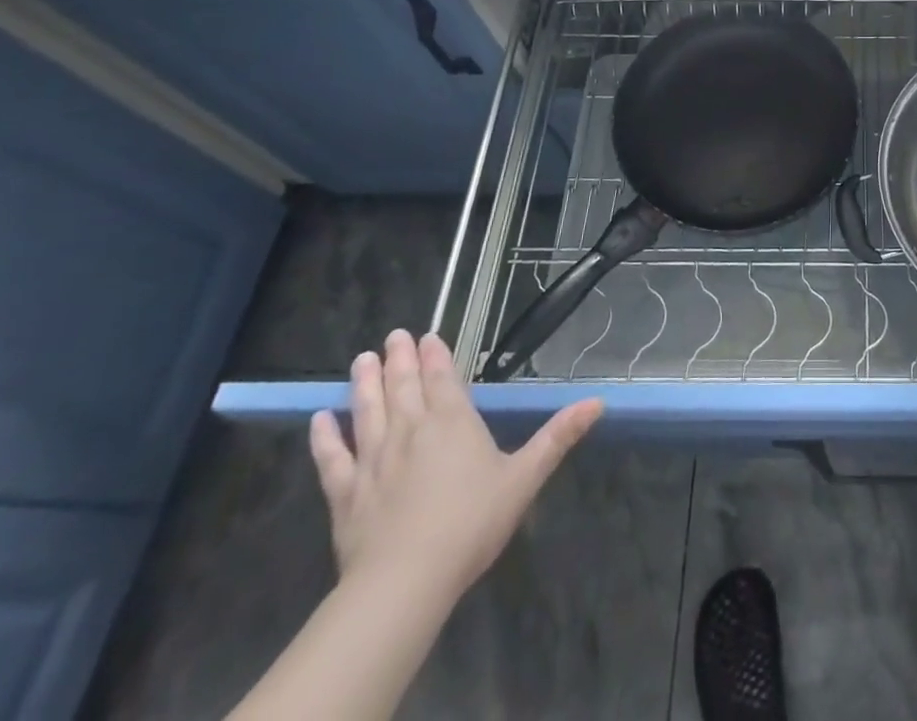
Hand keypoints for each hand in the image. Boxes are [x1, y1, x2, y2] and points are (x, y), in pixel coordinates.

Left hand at [308, 330, 602, 603]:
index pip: (442, 378)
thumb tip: (598, 402)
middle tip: (393, 335)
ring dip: (364, 383)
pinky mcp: (345, 494)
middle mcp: (411, 430)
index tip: (426, 337)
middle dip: (399, 359)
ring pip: (368, 411)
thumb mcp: (524, 478)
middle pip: (403, 387)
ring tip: (362, 358)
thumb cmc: (471, 524)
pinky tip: (318, 419)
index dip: (435, 356)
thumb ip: (558, 437)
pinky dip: (325, 437)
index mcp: (453, 422)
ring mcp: (374, 461)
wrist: (405, 581)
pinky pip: (332, 459)